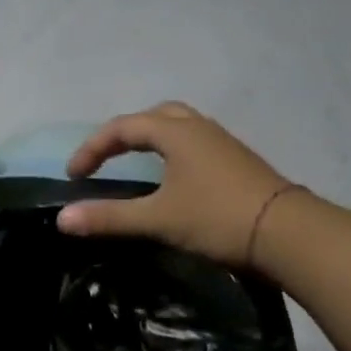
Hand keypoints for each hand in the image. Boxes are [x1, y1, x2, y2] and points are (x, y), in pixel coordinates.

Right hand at [57, 102, 298, 268]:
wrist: (287, 233)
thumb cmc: (216, 218)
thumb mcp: (157, 219)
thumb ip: (109, 218)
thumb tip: (62, 219)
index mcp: (176, 133)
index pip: (123, 128)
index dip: (93, 148)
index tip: (74, 175)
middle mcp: (200, 128)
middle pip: (155, 116)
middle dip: (125, 134)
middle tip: (107, 159)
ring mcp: (223, 144)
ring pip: (180, 128)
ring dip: (152, 141)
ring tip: (136, 166)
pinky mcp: (238, 163)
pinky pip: (196, 145)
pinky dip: (173, 153)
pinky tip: (173, 181)